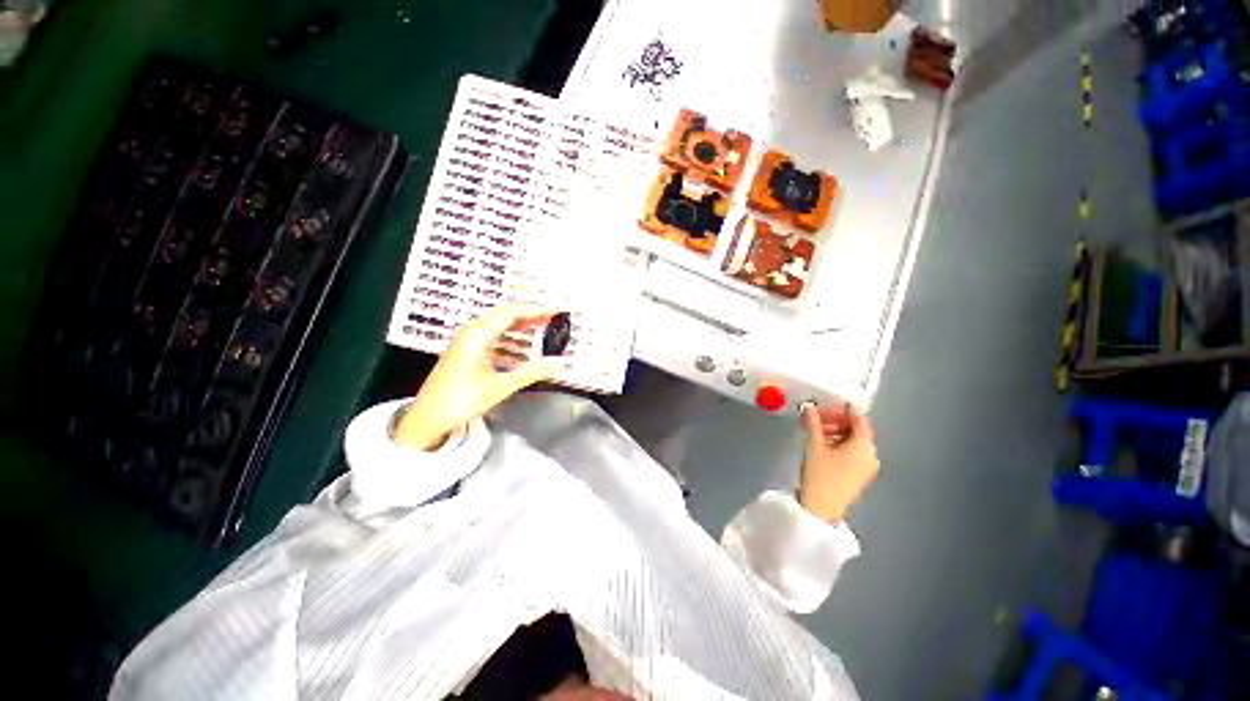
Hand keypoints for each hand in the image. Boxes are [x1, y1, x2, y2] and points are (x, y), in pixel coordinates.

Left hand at [394, 304, 565, 450]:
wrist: (427, 418)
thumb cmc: (461, 401)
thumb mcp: (501, 386)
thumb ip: (533, 372)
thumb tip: (560, 362)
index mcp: (477, 335)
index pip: (512, 312)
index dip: (536, 311)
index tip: (555, 313)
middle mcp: (471, 332)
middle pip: (505, 315)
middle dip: (531, 317)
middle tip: (552, 322)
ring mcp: (467, 340)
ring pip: (499, 326)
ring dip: (521, 329)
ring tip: (542, 334)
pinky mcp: (466, 350)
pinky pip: (492, 337)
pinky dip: (510, 340)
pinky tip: (522, 351)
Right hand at [797, 403, 878, 522]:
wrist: (822, 508)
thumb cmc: (821, 474)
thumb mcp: (814, 444)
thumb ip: (812, 422)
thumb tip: (809, 406)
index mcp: (864, 445)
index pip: (858, 418)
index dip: (840, 410)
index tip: (822, 406)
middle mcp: (870, 454)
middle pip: (855, 430)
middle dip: (835, 421)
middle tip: (814, 419)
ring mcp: (866, 467)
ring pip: (852, 442)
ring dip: (834, 433)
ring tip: (813, 432)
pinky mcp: (858, 476)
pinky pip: (851, 453)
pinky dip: (837, 445)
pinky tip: (820, 446)